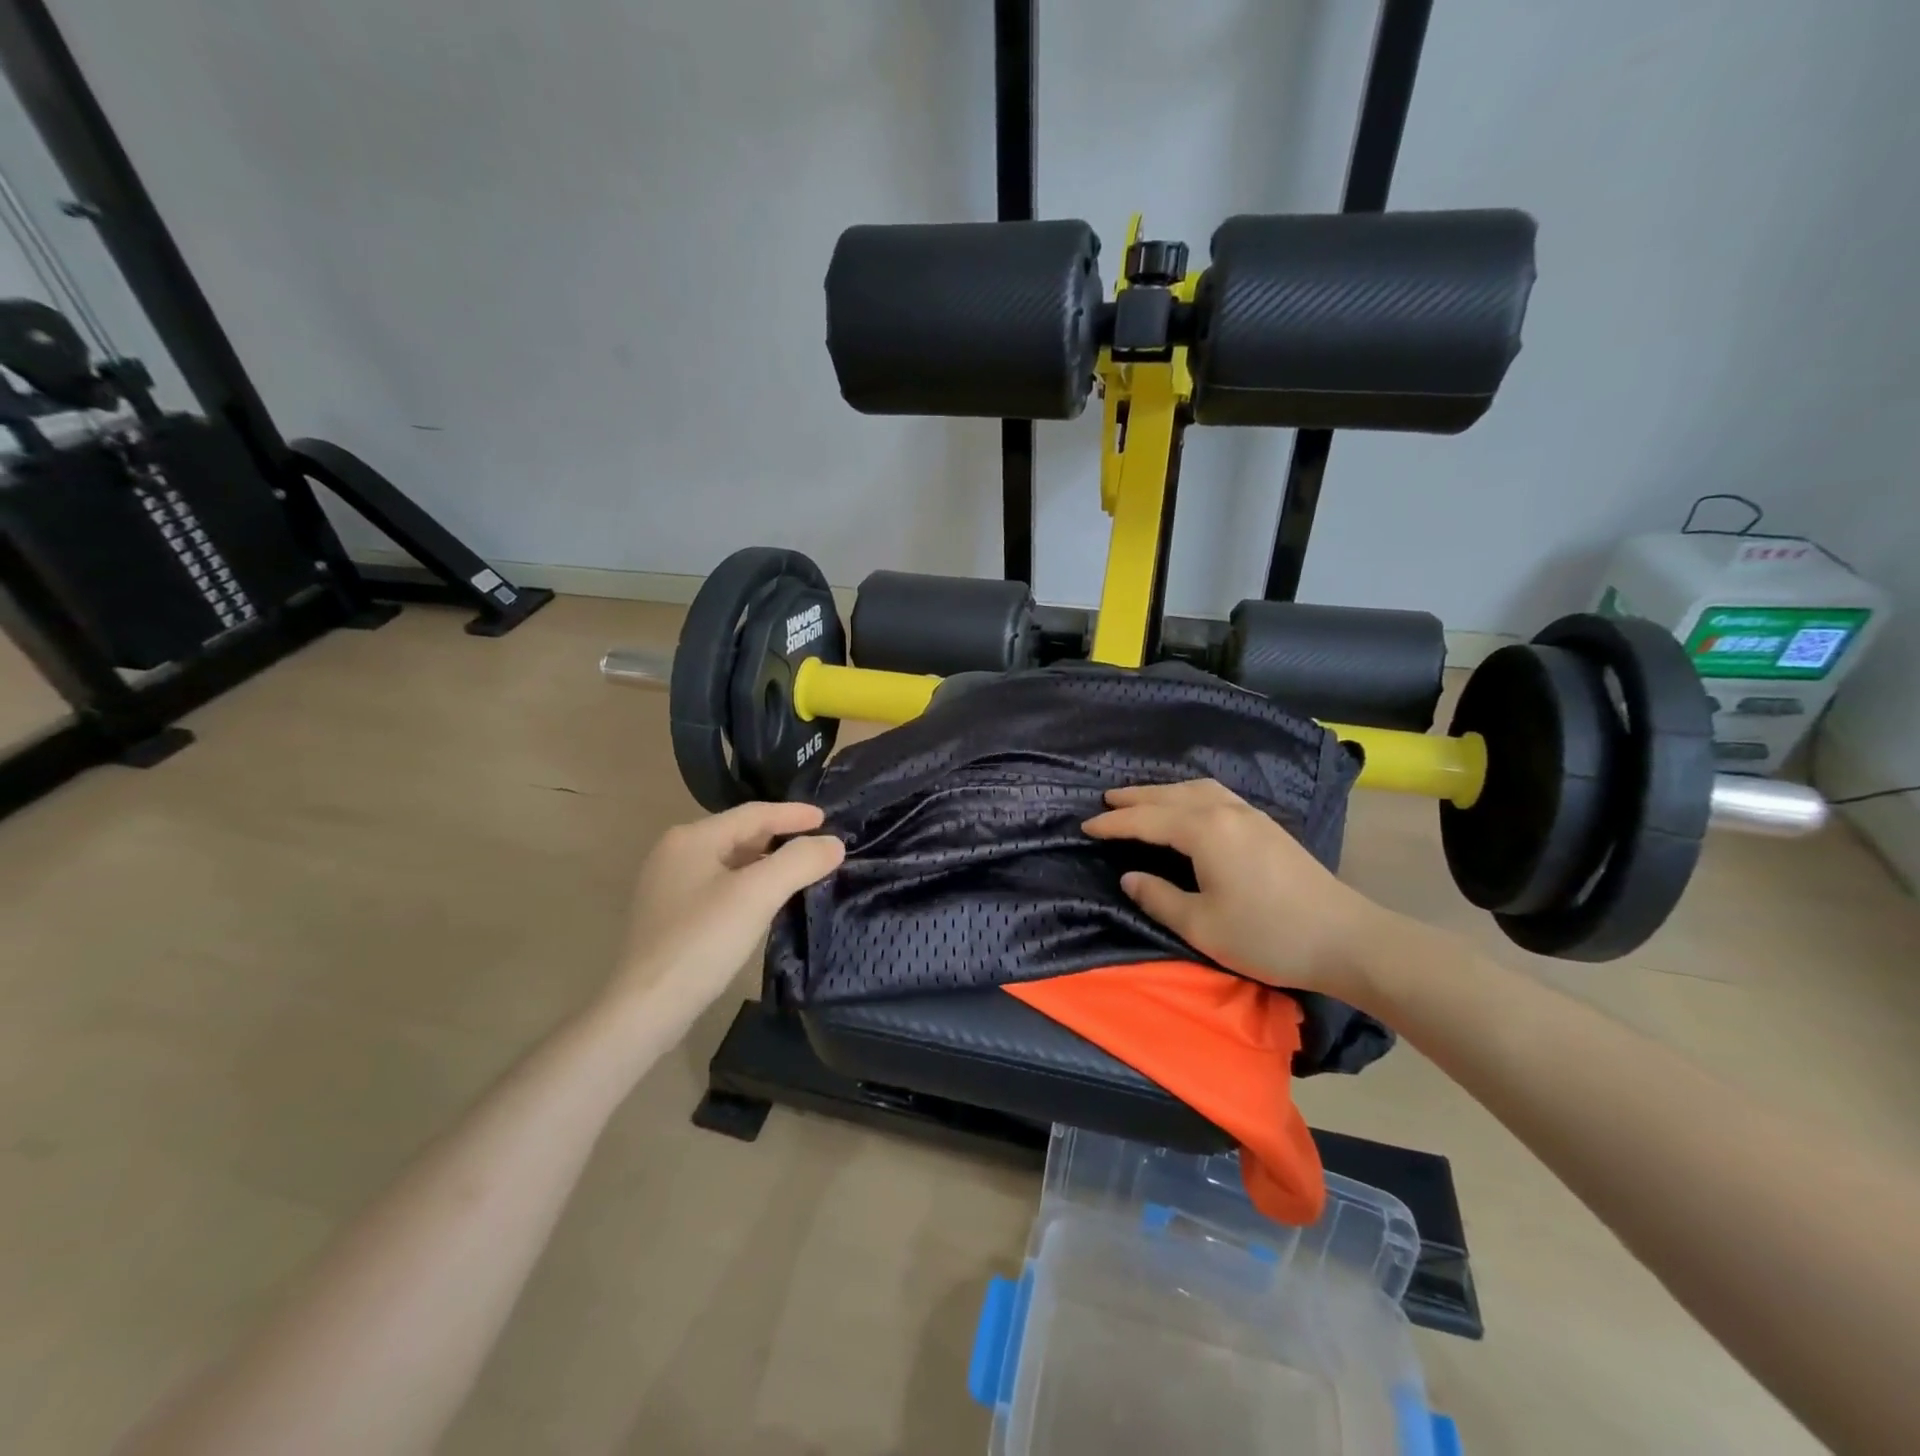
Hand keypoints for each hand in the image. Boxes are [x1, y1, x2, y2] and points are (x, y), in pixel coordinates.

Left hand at [606, 801, 844, 1025]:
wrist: (646, 1009)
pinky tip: (767, 900)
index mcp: (692, 838)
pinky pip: (721, 886)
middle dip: (781, 837)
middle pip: (740, 834)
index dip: (793, 814)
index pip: (753, 814)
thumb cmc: (702, 941)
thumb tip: (833, 844)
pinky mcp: (671, 916)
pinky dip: (750, 884)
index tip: (827, 819)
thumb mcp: (757, 895)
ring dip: (767, 862)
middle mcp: (676, 853)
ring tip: (801, 869)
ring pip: (731, 862)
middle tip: (819, 844)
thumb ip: (799, 862)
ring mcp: (669, 886)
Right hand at [1083, 779, 1396, 999]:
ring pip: (1196, 789)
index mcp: (1205, 831)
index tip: (1086, 826)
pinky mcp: (1267, 825)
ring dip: (1164, 791)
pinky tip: (1189, 806)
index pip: (1147, 820)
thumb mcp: (1202, 925)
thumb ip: (1159, 897)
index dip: (1114, 823)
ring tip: (1142, 799)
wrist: (1346, 939)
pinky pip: (1216, 795)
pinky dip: (1189, 794)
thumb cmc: (1267, 935)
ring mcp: (1250, 815)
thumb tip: (1130, 877)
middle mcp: (1225, 811)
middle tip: (1106, 800)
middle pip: (1170, 795)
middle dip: (1136, 797)